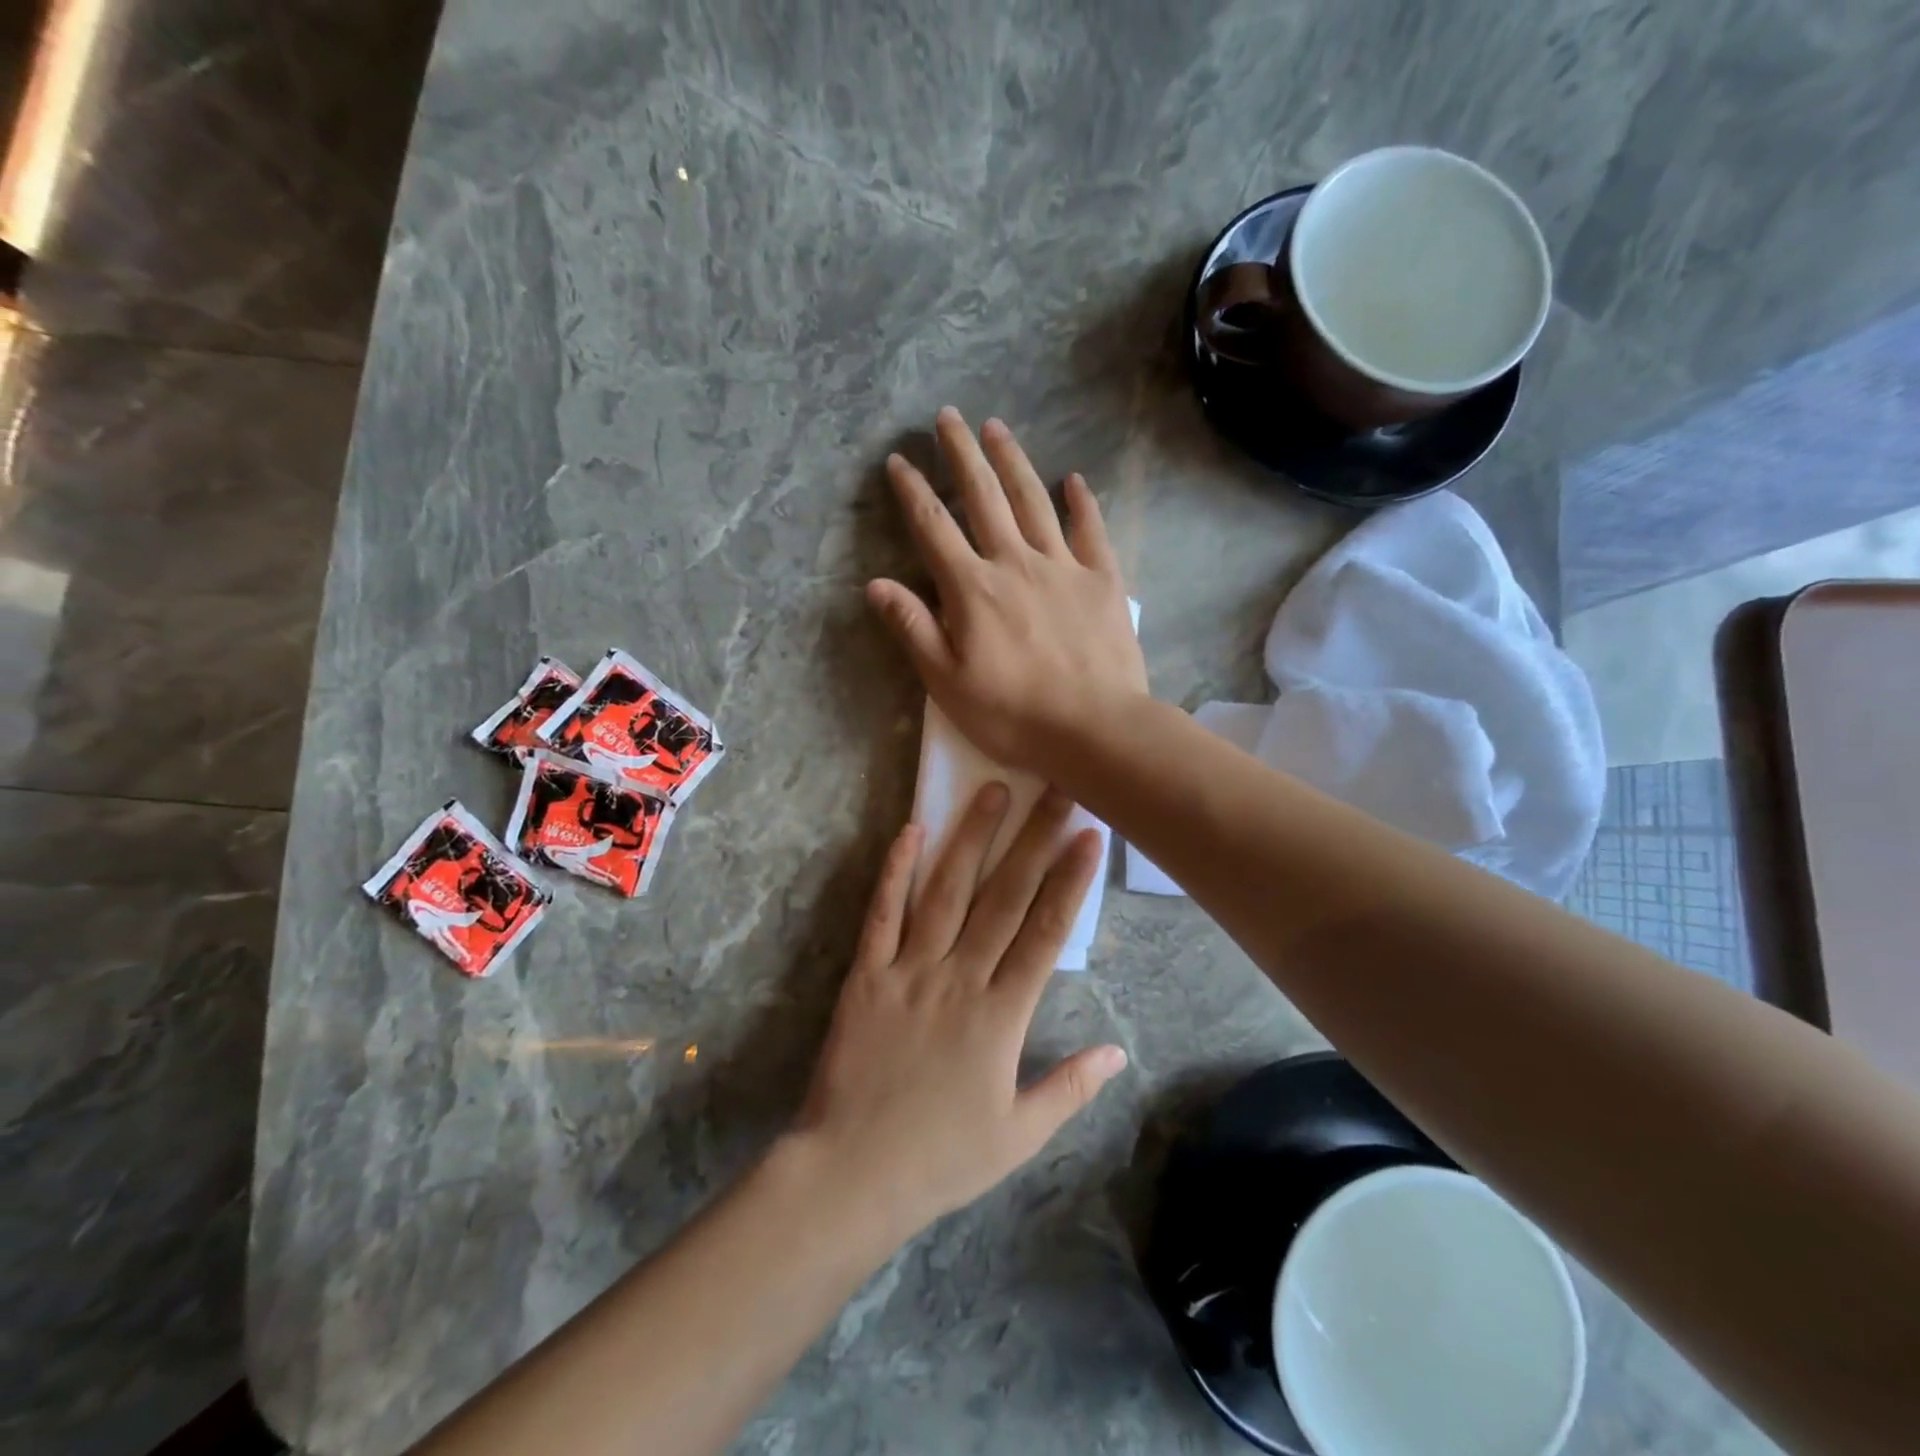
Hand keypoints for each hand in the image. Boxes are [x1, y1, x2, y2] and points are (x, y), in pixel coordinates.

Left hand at [790, 783, 1127, 1241]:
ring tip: (992, 790)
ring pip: (947, 892)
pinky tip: (912, 830)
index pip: (1046, 933)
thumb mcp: (1019, 1135)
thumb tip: (1117, 1050)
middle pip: (1005, 897)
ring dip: (972, 838)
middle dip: (1034, 839)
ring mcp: (909, 970)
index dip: (1071, 880)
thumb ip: (1070, 1088)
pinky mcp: (867, 973)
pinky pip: (883, 913)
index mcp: (1002, 1015)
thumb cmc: (941, 1157)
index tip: (1090, 835)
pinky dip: (897, 871)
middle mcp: (960, 978)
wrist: (852, 1174)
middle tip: (1056, 789)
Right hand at [867, 407, 1148, 772]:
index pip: (934, 528)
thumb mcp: (947, 683)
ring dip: (1012, 462)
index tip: (899, 460)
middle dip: (962, 454)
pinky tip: (1074, 480)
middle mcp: (1015, 563)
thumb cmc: (1013, 715)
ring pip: (1033, 502)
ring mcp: (1063, 567)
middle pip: (984, 497)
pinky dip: (1082, 503)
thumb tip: (877, 585)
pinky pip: (1091, 531)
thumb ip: (913, 629)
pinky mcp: (1103, 580)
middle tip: (949, 416)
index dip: (913, 491)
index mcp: (972, 589)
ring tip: (997, 428)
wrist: (1095, 729)